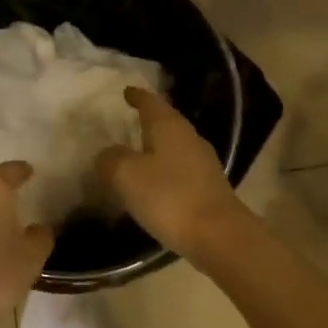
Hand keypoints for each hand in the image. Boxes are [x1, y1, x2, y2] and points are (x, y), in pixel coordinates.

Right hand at [95, 88, 242, 265]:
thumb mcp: (127, 175)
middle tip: (129, 120)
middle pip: (166, 121)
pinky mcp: (209, 188)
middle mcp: (189, 137)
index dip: (137, 96)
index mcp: (169, 126)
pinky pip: (181, 169)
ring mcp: (203, 163)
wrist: (219, 236)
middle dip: (148, 119)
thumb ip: (111, 159)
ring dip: (157, 147)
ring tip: (138, 152)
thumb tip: (108, 153)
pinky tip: (155, 184)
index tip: (126, 91)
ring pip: (174, 146)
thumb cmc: (169, 197)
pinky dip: (165, 170)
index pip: (150, 102)